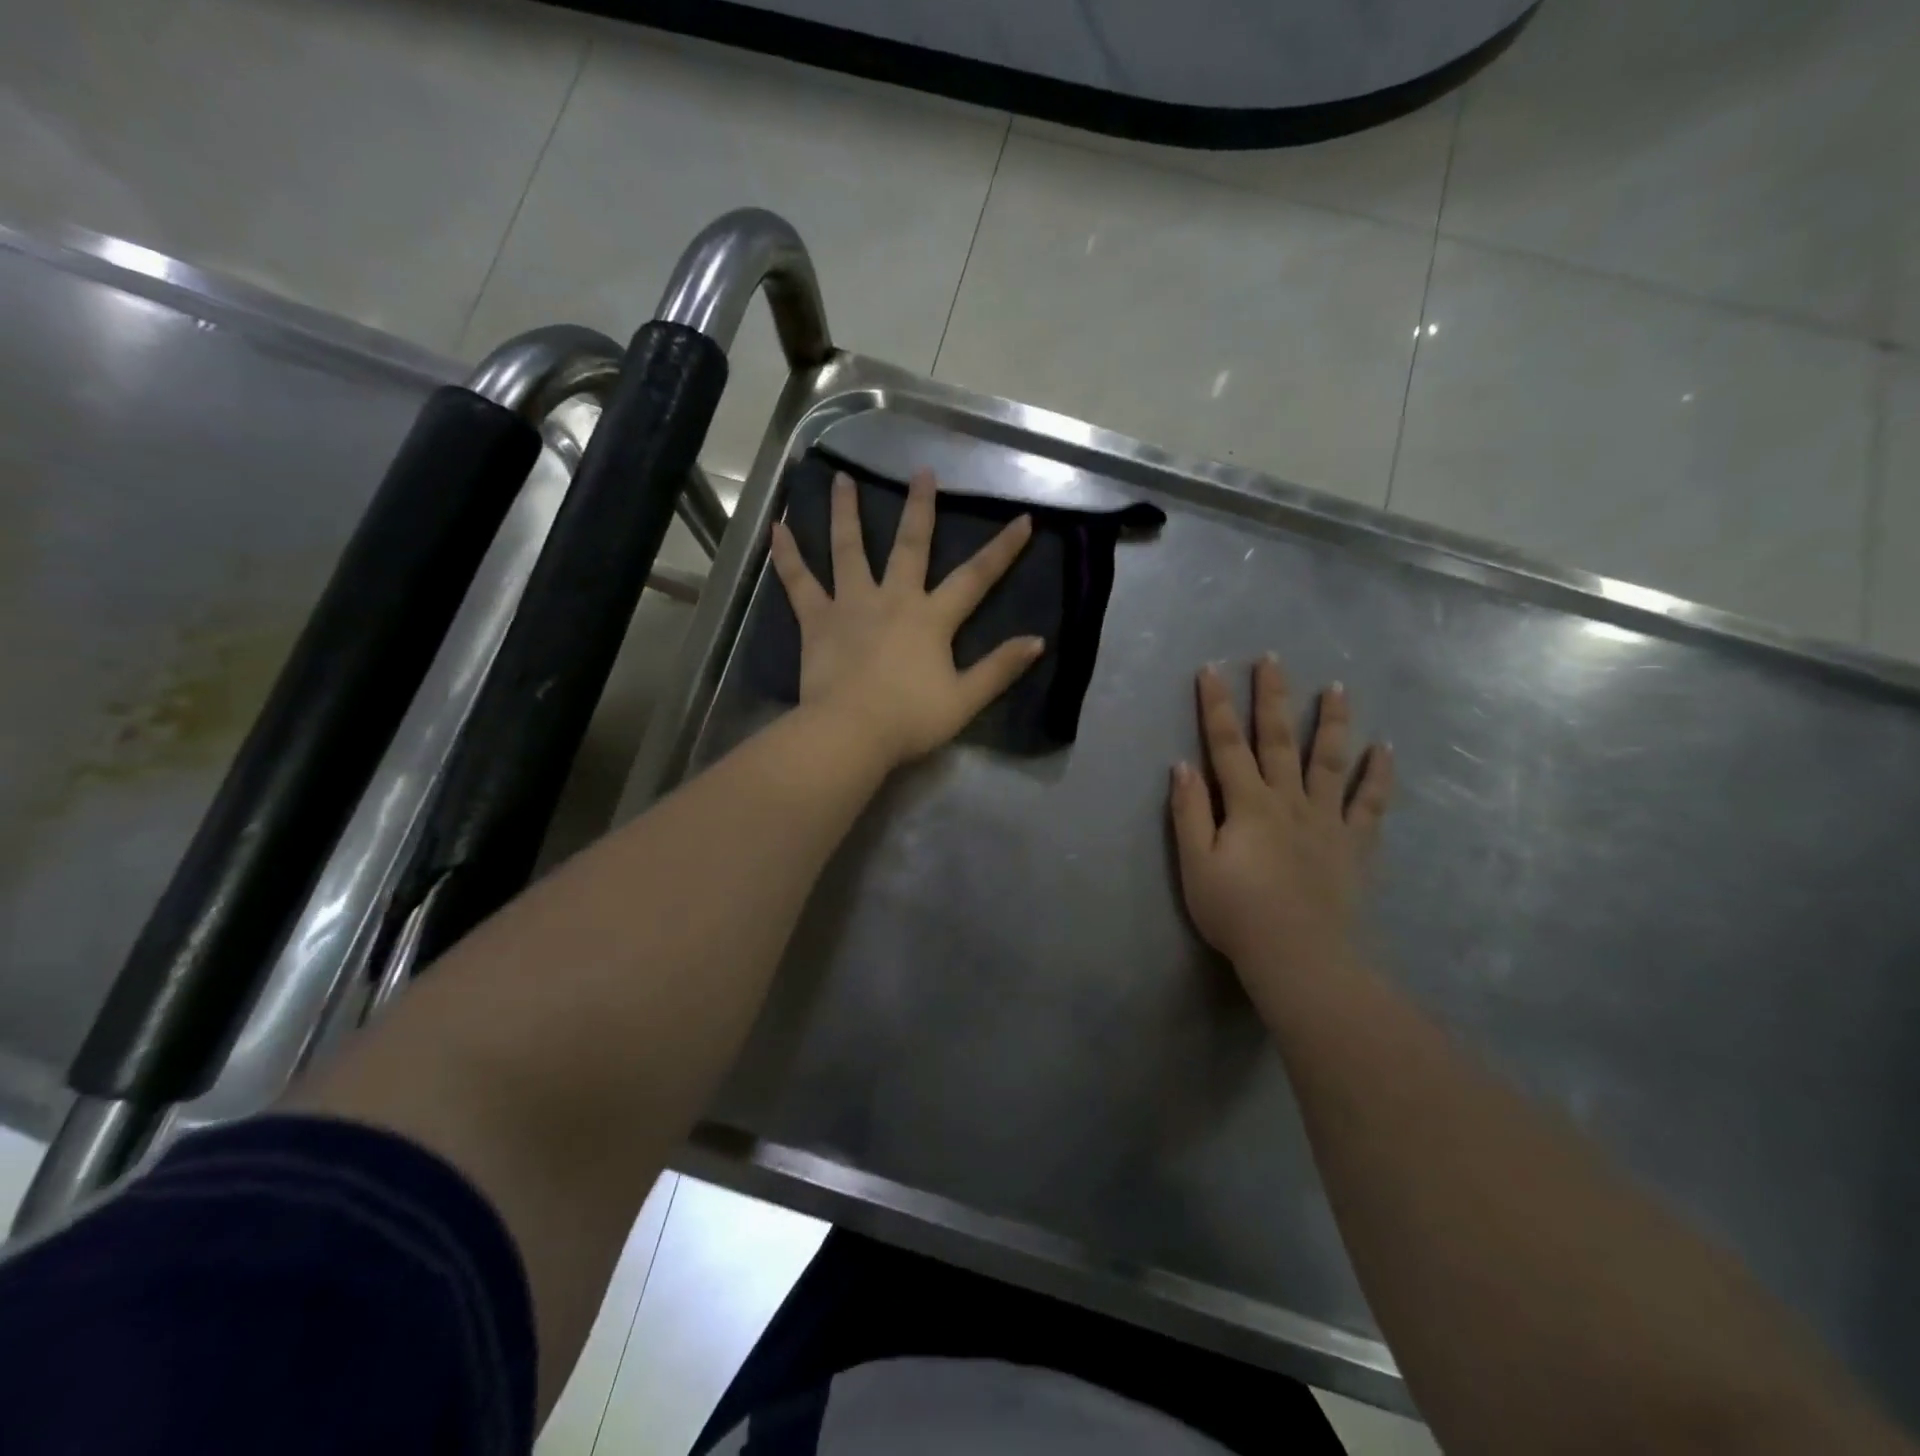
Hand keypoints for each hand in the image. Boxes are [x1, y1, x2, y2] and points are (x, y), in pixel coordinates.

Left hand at [769, 468, 1043, 767]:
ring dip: (846, 512)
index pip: (975, 578)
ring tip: (842, 478)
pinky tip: (777, 528)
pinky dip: (787, 555)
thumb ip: (1000, 669)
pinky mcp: (816, 620)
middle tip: (922, 471)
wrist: (850, 732)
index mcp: (931, 618)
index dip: (1002, 549)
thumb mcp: (965, 700)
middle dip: (920, 507)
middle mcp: (893, 599)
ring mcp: (851, 604)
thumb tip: (1038, 641)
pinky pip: (799, 582)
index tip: (1023, 519)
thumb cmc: (910, 719)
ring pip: (848, 549)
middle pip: (909, 545)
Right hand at [1170, 658, 1393, 979]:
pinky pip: (1371, 803)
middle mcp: (1289, 800)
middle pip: (1279, 739)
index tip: (1211, 670)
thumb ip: (1189, 812)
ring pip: (1330, 760)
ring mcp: (1327, 820)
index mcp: (1248, 804)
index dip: (1216, 706)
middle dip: (1272, 697)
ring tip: (1337, 687)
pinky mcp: (1355, 845)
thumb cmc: (1237, 914)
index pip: (1227, 744)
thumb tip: (1182, 765)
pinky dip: (1378, 775)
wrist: (1301, 958)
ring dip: (1332, 722)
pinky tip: (1384, 749)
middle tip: (1272, 659)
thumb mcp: (1196, 866)